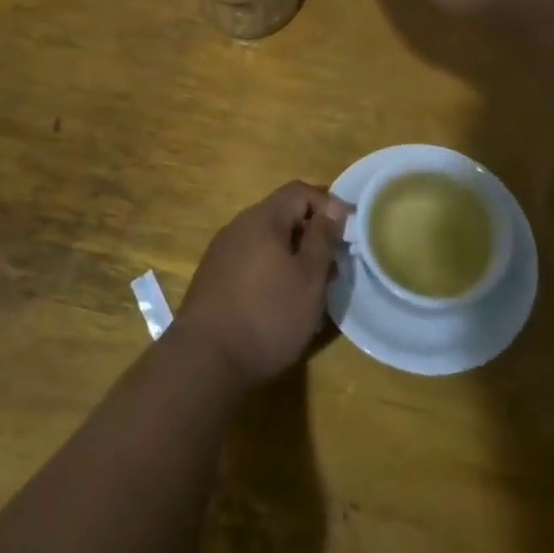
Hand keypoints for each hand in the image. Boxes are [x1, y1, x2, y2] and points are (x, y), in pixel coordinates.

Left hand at [175, 182, 349, 385]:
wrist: (204, 361)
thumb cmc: (267, 316)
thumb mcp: (308, 278)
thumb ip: (322, 238)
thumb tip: (332, 208)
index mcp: (262, 218)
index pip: (299, 191)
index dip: (328, 204)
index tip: (349, 232)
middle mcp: (238, 226)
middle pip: (282, 215)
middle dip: (311, 234)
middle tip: (332, 266)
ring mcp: (221, 252)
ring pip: (267, 240)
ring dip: (293, 255)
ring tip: (311, 288)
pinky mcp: (213, 277)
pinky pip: (251, 260)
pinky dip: (272, 270)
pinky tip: (280, 301)